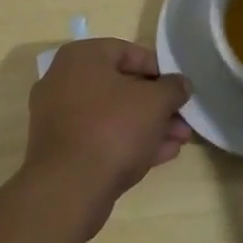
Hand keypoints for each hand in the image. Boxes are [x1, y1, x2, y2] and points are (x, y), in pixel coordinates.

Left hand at [23, 39, 192, 237]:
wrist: (68, 190)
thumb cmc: (112, 129)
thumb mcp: (155, 102)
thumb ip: (173, 88)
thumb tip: (181, 84)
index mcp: (82, 57)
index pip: (128, 52)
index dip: (160, 70)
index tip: (179, 88)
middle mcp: (64, 80)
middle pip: (122, 86)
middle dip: (157, 104)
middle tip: (183, 119)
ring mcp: (59, 117)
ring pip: (113, 115)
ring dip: (148, 125)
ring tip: (180, 140)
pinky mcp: (61, 150)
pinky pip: (100, 137)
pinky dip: (129, 142)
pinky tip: (161, 154)